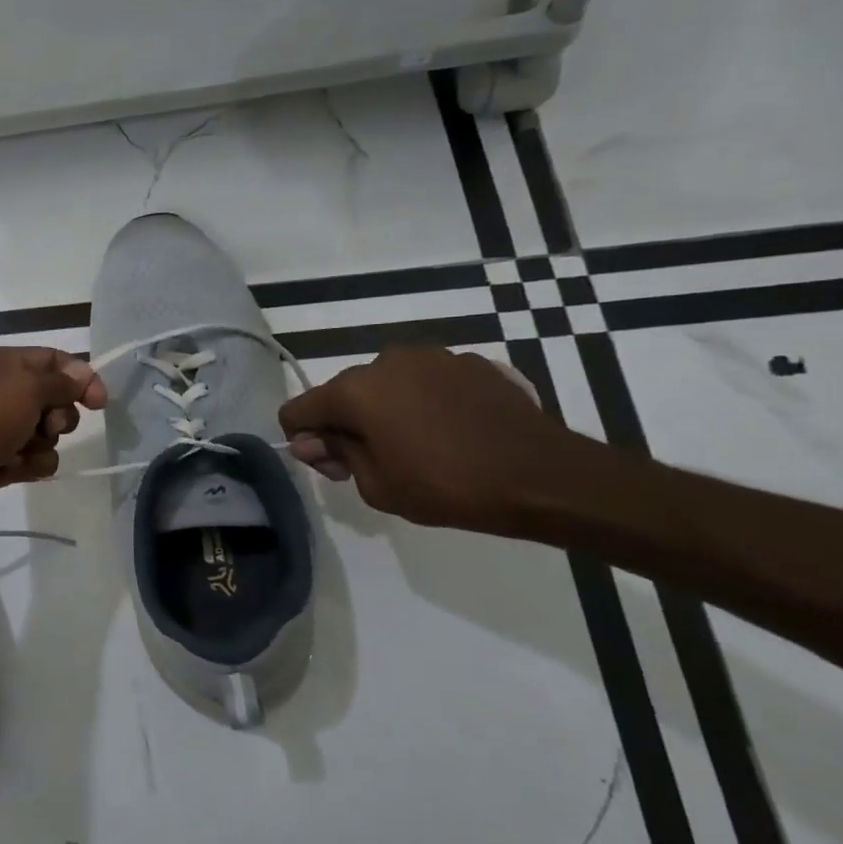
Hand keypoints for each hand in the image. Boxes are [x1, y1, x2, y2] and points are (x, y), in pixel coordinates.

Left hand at [0, 344, 105, 534]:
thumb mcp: (28, 388)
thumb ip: (62, 382)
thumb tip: (82, 377)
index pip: (49, 359)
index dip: (79, 377)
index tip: (99, 402)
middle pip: (49, 397)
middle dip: (58, 415)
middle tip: (49, 427)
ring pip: (42, 432)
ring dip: (43, 444)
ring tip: (22, 452)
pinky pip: (30, 458)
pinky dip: (30, 464)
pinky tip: (15, 470)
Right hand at [278, 346, 578, 534]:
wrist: (545, 477)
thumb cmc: (448, 487)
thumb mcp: (377, 486)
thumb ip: (337, 455)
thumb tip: (311, 441)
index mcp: (355, 390)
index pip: (297, 410)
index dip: (304, 441)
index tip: (334, 467)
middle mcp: (385, 361)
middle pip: (341, 393)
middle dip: (344, 425)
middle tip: (373, 463)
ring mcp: (431, 357)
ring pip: (385, 384)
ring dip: (385, 411)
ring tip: (419, 446)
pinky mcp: (470, 362)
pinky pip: (426, 382)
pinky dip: (424, 403)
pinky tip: (452, 432)